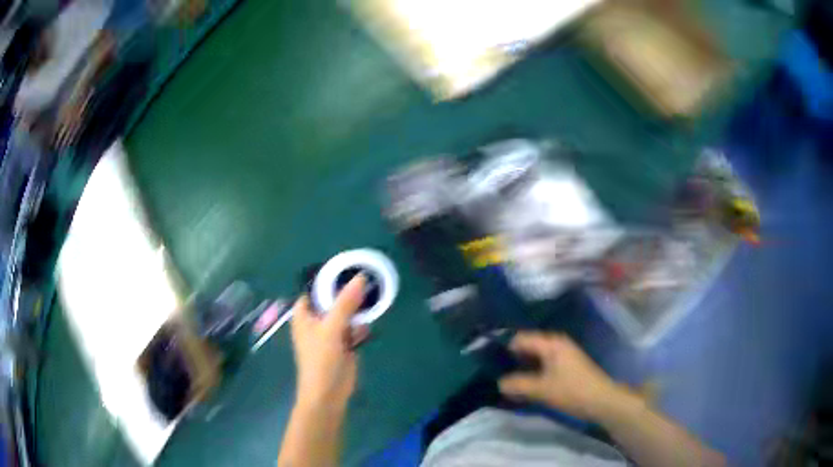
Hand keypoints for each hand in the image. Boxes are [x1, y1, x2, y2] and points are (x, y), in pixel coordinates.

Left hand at [290, 275, 369, 410]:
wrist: (329, 393)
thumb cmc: (321, 360)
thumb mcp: (331, 329)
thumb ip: (345, 303)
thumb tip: (360, 277)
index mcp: (304, 313)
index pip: (315, 287)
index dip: (330, 277)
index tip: (349, 266)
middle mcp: (316, 319)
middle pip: (332, 298)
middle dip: (348, 290)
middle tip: (367, 276)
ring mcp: (330, 331)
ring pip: (345, 311)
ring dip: (357, 306)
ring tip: (373, 293)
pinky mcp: (344, 342)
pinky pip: (354, 325)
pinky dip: (361, 323)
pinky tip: (369, 322)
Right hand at [498, 332, 623, 421]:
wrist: (602, 401)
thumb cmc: (572, 391)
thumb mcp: (541, 389)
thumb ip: (517, 384)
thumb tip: (499, 382)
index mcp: (551, 343)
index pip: (520, 338)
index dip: (503, 348)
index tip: (489, 362)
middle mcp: (557, 343)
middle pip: (527, 346)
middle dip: (512, 360)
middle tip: (495, 374)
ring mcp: (563, 354)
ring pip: (535, 357)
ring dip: (522, 369)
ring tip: (508, 383)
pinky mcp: (566, 366)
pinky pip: (543, 365)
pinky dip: (533, 373)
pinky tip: (525, 386)